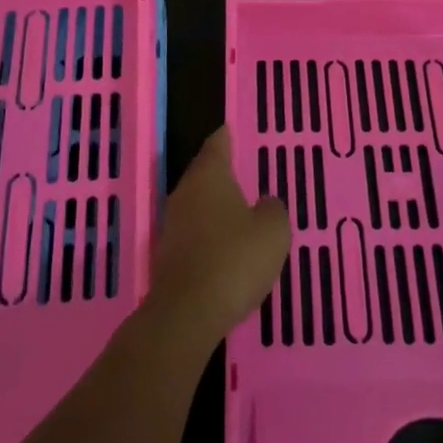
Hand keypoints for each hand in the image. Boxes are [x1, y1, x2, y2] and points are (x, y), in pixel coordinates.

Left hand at [147, 127, 289, 350]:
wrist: (188, 312)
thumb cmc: (235, 258)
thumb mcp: (273, 230)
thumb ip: (273, 209)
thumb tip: (265, 203)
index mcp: (209, 176)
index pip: (217, 145)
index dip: (226, 137)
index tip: (230, 129)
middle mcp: (186, 192)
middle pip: (204, 174)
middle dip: (221, 172)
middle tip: (243, 170)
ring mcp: (173, 224)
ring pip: (198, 204)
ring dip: (215, 205)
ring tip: (239, 209)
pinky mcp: (169, 255)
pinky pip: (194, 233)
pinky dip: (210, 233)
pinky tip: (226, 246)